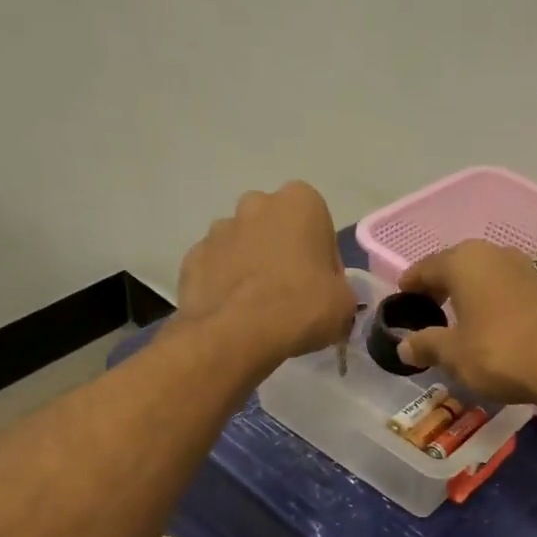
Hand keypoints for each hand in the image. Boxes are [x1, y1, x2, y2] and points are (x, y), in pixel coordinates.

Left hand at [175, 182, 355, 367]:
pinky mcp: (192, 257)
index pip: (320, 227)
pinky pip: (217, 268)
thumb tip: (330, 296)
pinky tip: (234, 313)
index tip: (322, 288)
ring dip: (252, 267)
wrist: (236, 334)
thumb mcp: (344, 304)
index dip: (324, 261)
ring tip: (259, 307)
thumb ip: (341, 290)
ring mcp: (218, 229)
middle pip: (277, 229)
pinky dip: (225, 284)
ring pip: (244, 246)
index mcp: (300, 202)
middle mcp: (256, 203)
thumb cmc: (300, 307)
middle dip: (283, 254)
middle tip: (291, 295)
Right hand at [396, 240, 536, 410]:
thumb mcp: (453, 354)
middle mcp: (495, 255)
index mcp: (464, 261)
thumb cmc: (500, 352)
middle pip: (457, 268)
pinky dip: (493, 307)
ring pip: (485, 279)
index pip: (425, 267)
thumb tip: (404, 346)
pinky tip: (492, 331)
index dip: (409, 285)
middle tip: (426, 314)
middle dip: (440, 289)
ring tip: (458, 324)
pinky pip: (508, 293)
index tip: (400, 302)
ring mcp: (526, 270)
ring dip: (469, 298)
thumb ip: (426, 345)